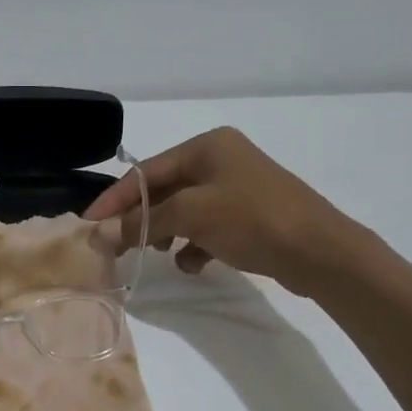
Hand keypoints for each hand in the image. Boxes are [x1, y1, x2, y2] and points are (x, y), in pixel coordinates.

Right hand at [84, 127, 365, 294]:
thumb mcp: (191, 216)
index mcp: (207, 146)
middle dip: (140, 219)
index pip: (146, 171)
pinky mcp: (249, 216)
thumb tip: (99, 235)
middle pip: (164, 190)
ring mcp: (237, 188)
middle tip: (115, 247)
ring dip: (164, 233)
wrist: (322, 252)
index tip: (89, 225)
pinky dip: (193, 245)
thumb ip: (142, 222)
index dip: (115, 199)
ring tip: (155, 254)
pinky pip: (207, 227)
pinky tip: (193, 264)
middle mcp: (221, 160)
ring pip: (184, 210)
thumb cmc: (253, 220)